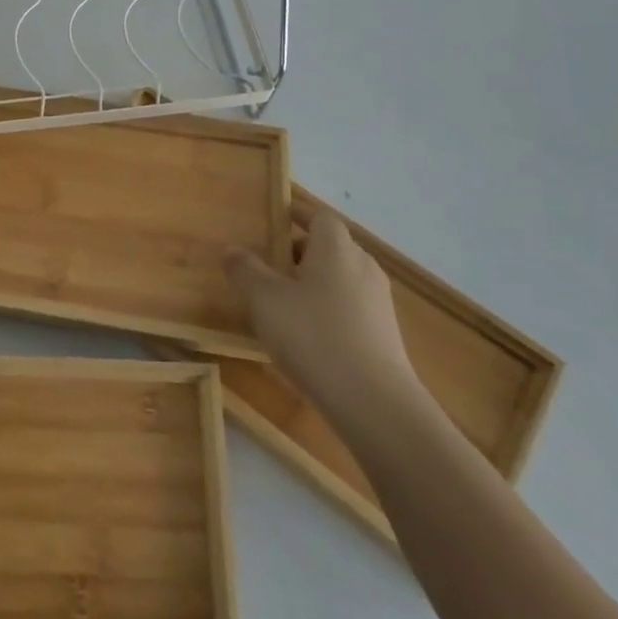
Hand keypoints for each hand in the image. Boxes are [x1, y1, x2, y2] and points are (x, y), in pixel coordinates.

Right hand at [225, 201, 425, 432]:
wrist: (374, 403)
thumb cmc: (313, 336)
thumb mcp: (264, 299)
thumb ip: (245, 269)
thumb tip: (232, 249)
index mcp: (336, 248)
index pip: (320, 217)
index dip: (298, 215)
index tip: (275, 221)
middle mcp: (363, 267)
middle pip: (331, 247)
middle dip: (301, 252)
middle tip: (269, 266)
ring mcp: (379, 302)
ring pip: (341, 278)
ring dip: (314, 283)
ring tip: (283, 303)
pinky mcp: (385, 335)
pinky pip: (351, 307)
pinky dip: (329, 310)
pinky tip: (307, 336)